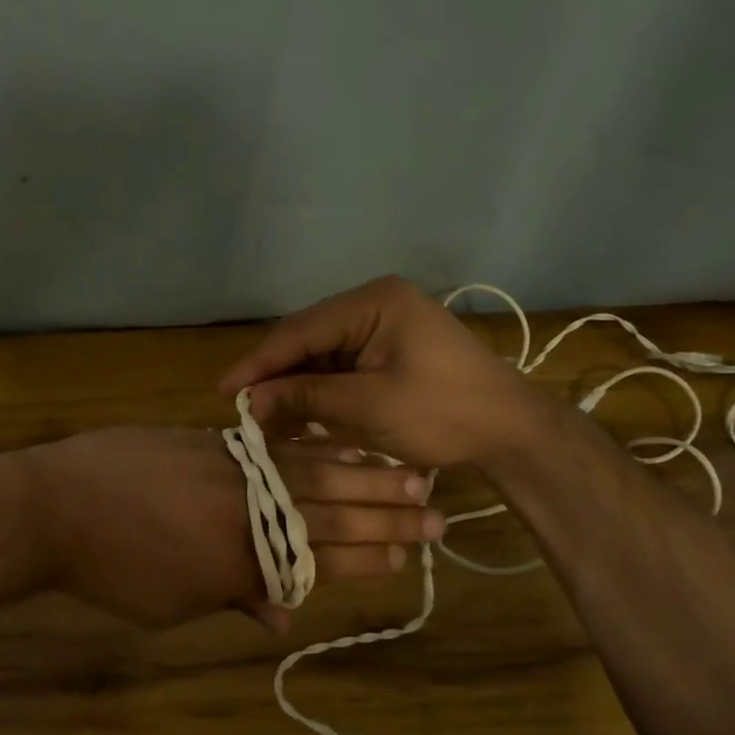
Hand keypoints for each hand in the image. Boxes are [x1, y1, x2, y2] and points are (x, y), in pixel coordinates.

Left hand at [27, 426, 442, 630]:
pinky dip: (311, 445)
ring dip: (362, 473)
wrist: (55, 505)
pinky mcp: (210, 440)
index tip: (408, 557)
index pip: (318, 562)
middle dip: (385, 516)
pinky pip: (272, 444)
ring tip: (409, 471)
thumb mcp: (170, 604)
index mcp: (239, 564)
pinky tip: (339, 440)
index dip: (365, 559)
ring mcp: (230, 470)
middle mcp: (246, 512)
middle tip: (437, 513)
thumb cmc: (108, 570)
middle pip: (327, 513)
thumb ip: (232, 600)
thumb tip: (282, 617)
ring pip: (309, 471)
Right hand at [218, 275, 545, 468]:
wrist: (510, 433)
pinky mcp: (388, 350)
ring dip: (295, 386)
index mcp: (374, 302)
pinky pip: (340, 367)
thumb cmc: (444, 413)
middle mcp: (374, 304)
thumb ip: (304, 397)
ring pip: (320, 355)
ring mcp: (383, 327)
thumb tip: (248, 402)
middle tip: (241, 408)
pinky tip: (297, 414)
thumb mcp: (367, 406)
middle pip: (307, 339)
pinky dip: (319, 391)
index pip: (300, 330)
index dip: (259, 363)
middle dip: (276, 375)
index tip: (224, 390)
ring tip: (263, 417)